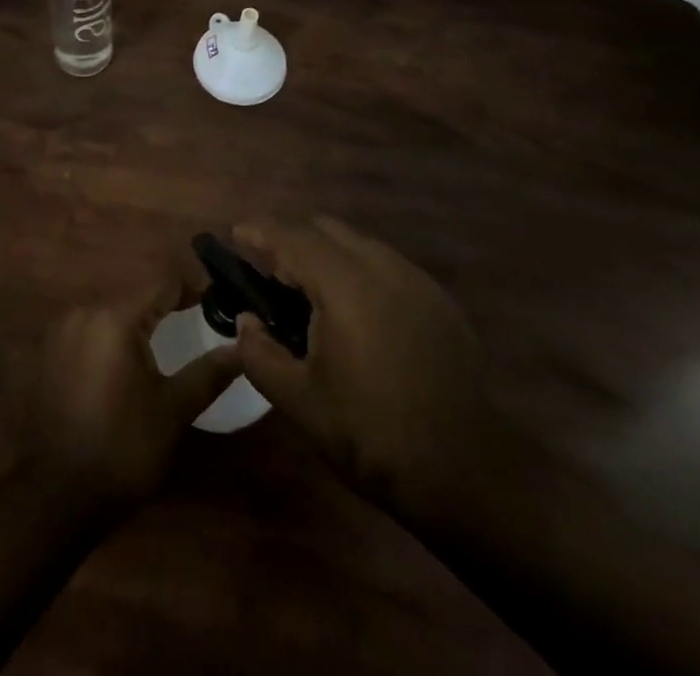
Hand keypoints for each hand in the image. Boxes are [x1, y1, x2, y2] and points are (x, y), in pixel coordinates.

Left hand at [24, 266, 239, 513]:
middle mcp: (84, 312)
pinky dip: (112, 336)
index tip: (218, 301)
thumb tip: (242, 347)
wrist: (56, 497)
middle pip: (135, 293)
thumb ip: (208, 373)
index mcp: (115, 318)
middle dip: (166, 303)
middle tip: (196, 320)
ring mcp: (61, 331)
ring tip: (166, 338)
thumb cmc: (121, 450)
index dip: (193, 287)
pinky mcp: (49, 352)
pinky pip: (89, 329)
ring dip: (138, 318)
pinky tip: (126, 361)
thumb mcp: (172, 411)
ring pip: (111, 310)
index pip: (163, 282)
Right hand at [231, 216, 541, 530]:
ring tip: (312, 295)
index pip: (292, 236)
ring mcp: (416, 279)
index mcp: (345, 283)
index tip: (235, 234)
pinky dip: (360, 271)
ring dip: (328, 254)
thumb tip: (246, 322)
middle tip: (272, 274)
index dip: (259, 229)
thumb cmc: (371, 434)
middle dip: (293, 239)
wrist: (464, 470)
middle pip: (326, 228)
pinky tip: (358, 314)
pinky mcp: (439, 299)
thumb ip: (260, 353)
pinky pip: (388, 265)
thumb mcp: (300, 401)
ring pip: (359, 243)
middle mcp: (382, 266)